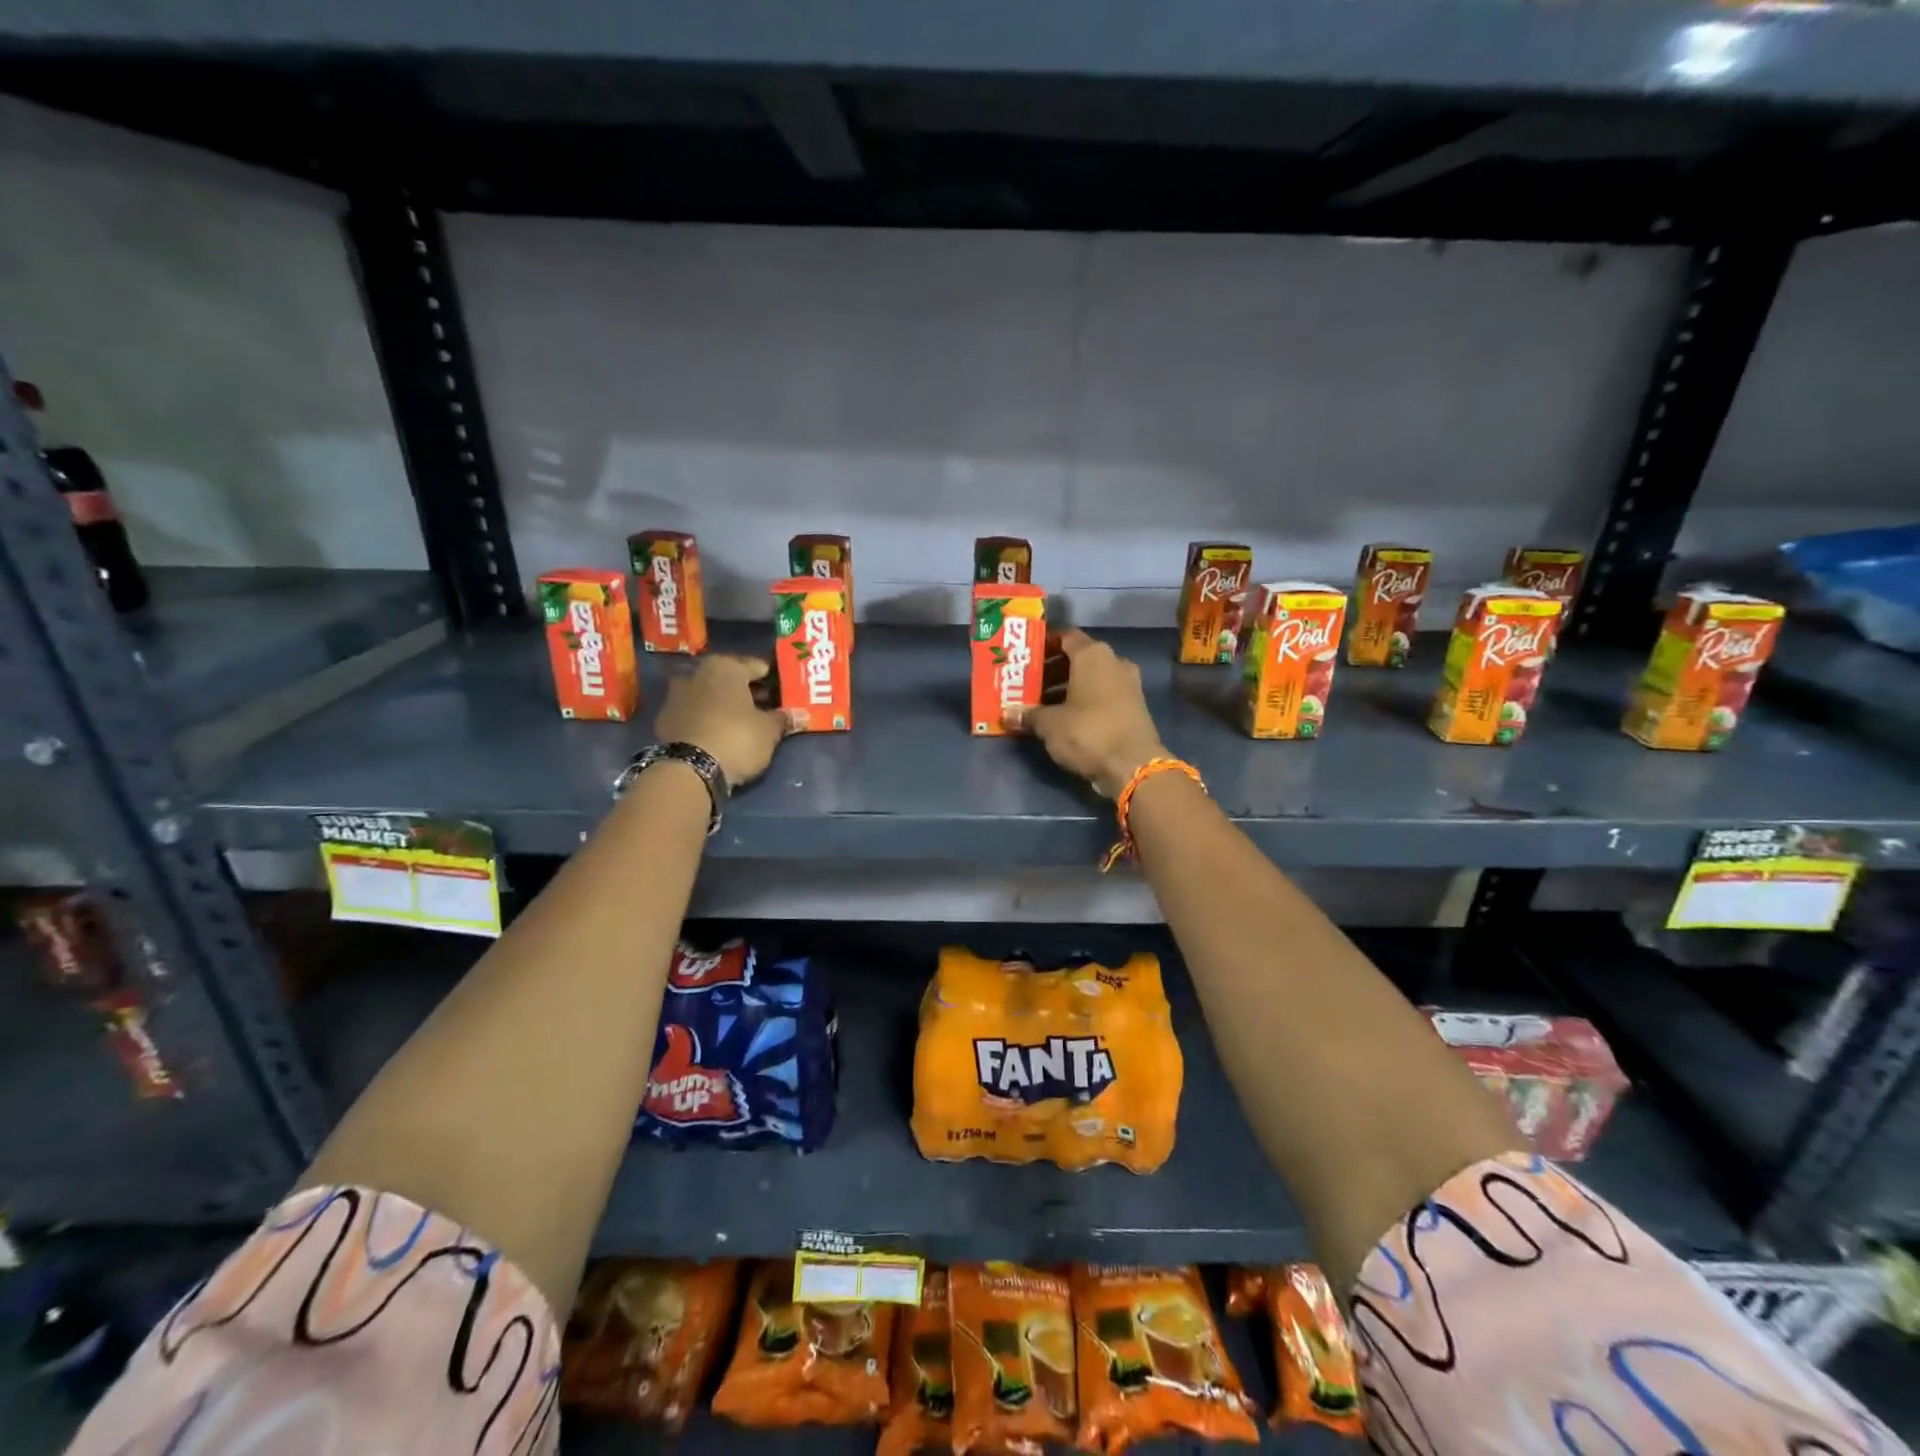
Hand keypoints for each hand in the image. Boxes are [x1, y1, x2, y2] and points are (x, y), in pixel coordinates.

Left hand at [653, 656, 787, 788]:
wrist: (689, 770)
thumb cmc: (736, 737)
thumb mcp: (769, 730)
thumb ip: (783, 719)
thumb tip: (801, 715)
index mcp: (725, 667)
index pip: (757, 666)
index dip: (774, 679)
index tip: (786, 691)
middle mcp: (697, 674)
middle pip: (730, 680)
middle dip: (749, 692)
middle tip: (769, 707)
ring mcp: (676, 697)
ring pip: (710, 696)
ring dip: (726, 706)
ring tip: (746, 723)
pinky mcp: (665, 722)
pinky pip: (696, 715)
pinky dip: (709, 720)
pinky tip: (722, 735)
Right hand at [1011, 630, 1167, 798]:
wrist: (1133, 766)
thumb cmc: (1088, 732)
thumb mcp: (1049, 724)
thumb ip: (1028, 714)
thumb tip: (1007, 714)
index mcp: (1093, 655)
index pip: (1065, 637)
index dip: (1044, 645)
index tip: (1025, 658)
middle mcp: (1114, 662)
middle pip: (1077, 659)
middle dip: (1052, 671)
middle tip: (1028, 684)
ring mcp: (1128, 685)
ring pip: (1090, 679)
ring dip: (1067, 688)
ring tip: (1041, 705)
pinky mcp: (1134, 707)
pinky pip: (1102, 695)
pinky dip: (1084, 702)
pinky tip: (1064, 719)